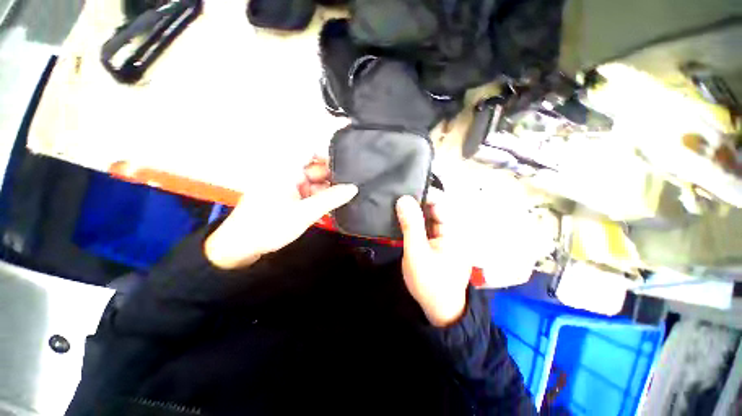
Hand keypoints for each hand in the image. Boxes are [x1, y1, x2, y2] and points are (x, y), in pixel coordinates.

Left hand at [205, 158, 356, 268]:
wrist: (241, 247)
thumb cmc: (270, 225)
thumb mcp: (304, 213)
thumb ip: (330, 199)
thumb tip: (353, 188)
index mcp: (286, 169)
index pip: (312, 151)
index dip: (330, 155)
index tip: (349, 165)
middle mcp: (288, 173)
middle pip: (316, 168)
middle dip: (333, 176)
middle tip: (354, 185)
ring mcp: (288, 185)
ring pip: (314, 181)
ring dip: (328, 189)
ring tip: (348, 196)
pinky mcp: (289, 196)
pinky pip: (309, 191)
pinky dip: (320, 197)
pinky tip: (333, 205)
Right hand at [396, 191, 470, 326]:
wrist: (439, 310)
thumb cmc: (430, 283)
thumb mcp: (417, 253)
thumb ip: (411, 225)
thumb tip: (403, 199)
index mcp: (454, 230)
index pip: (440, 202)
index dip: (422, 194)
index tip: (402, 191)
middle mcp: (452, 229)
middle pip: (434, 208)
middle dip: (415, 202)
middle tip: (394, 198)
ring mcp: (444, 236)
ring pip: (428, 217)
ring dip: (413, 212)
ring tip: (394, 206)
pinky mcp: (437, 242)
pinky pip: (425, 226)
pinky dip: (414, 222)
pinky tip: (400, 220)